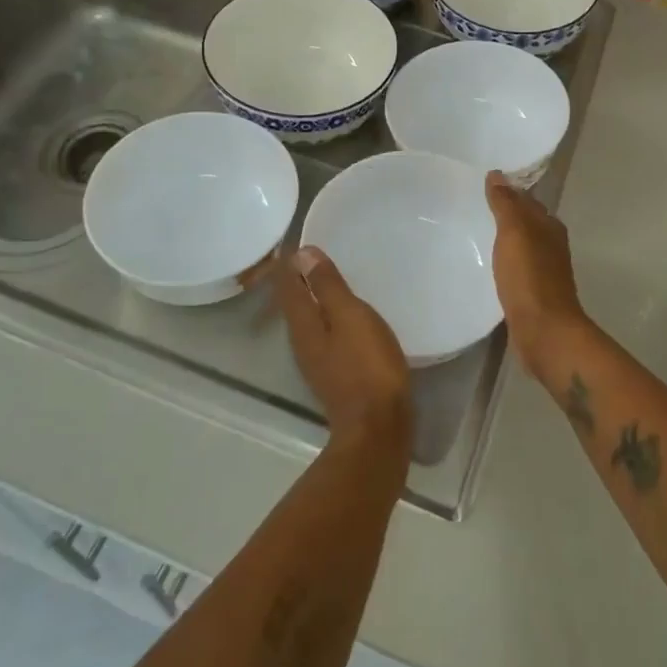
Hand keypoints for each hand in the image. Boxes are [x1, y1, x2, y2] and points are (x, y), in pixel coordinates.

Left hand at [278, 247, 412, 454]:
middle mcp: (302, 341)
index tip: (293, 239)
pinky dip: (327, 315)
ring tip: (328, 277)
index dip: (288, 262)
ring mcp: (317, 360)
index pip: (286, 285)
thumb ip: (327, 286)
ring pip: (308, 319)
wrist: (379, 426)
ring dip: (312, 297)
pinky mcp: (335, 373)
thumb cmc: (367, 365)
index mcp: (303, 324)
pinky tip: (345, 314)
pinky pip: (324, 333)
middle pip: (293, 303)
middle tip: (310, 252)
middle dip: (297, 278)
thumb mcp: (351, 317)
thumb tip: (302, 254)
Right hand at [485, 171, 587, 374]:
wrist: (544, 330)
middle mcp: (551, 245)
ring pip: (521, 246)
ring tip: (475, 233)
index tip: (482, 186)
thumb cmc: (529, 277)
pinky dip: (504, 262)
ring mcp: (544, 271)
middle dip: (505, 214)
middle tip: (472, 207)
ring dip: (504, 239)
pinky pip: (516, 268)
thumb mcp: (514, 233)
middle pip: (526, 222)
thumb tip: (497, 174)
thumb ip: (505, 204)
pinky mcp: (533, 293)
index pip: (527, 200)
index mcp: (550, 226)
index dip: (507, 191)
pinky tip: (488, 265)